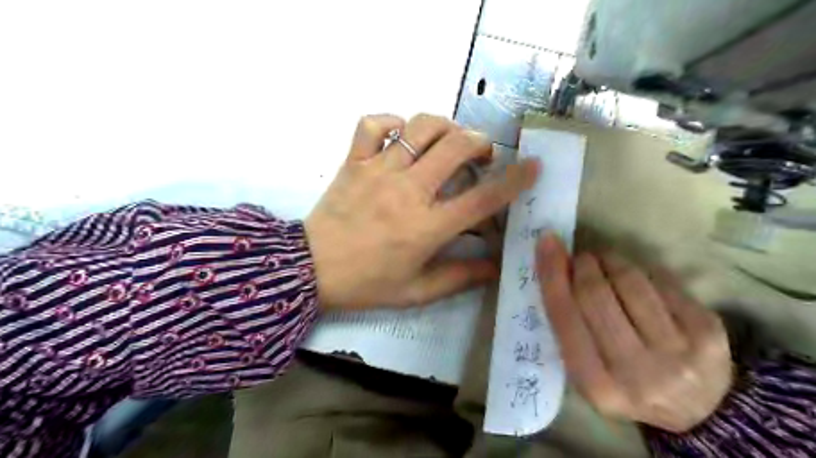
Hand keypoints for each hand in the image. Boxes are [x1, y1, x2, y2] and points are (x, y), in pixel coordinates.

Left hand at [302, 113, 540, 310]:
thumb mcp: (417, 291)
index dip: (514, 179)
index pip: (482, 198)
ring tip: (447, 140)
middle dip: (479, 142)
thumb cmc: (367, 283)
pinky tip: (399, 135)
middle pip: (456, 147)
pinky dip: (390, 122)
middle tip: (481, 153)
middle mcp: (407, 191)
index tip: (532, 165)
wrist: (311, 270)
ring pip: (419, 127)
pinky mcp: (354, 162)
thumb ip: (460, 278)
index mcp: (427, 227)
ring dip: (443, 126)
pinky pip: (372, 124)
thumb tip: (496, 267)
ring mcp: (378, 171)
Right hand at [536, 236, 733, 433]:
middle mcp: (636, 372)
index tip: (547, 242)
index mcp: (596, 384)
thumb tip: (556, 269)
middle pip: (595, 294)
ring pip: (629, 281)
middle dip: (583, 265)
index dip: (552, 274)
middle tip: (581, 259)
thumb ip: (568, 327)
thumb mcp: (586, 370)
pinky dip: (640, 271)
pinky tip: (637, 279)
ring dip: (610, 261)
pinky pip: (660, 280)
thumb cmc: (624, 384)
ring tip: (606, 262)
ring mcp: (677, 352)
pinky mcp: (708, 331)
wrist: (696, 408)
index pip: (564, 315)